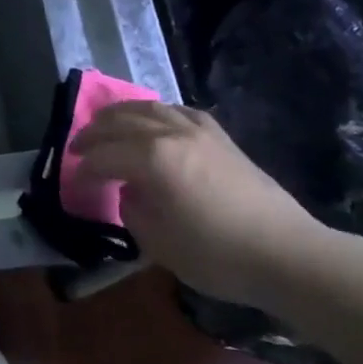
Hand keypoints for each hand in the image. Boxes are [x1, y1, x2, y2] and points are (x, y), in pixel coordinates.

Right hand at [70, 101, 330, 307]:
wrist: (287, 254)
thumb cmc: (217, 255)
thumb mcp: (158, 243)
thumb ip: (133, 210)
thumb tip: (131, 191)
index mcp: (151, 159)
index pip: (103, 156)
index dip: (84, 169)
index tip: (75, 182)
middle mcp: (171, 134)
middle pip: (120, 122)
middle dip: (94, 133)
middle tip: (78, 147)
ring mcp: (199, 131)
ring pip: (149, 108)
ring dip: (121, 114)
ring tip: (106, 124)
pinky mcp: (221, 138)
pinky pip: (181, 112)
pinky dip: (159, 112)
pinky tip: (155, 120)